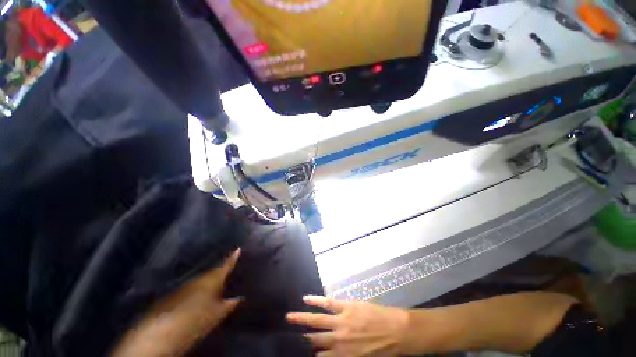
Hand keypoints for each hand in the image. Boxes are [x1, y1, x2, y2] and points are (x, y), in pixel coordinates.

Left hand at [111, 249, 241, 356]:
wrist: (161, 332)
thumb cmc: (195, 320)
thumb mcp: (217, 314)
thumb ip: (229, 304)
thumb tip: (239, 298)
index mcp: (212, 280)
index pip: (225, 266)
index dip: (232, 258)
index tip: (238, 248)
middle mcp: (198, 279)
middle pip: (213, 271)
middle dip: (221, 268)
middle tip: (230, 264)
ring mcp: (185, 285)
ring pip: (202, 278)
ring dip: (210, 277)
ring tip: (218, 277)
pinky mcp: (175, 293)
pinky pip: (192, 286)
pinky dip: (198, 286)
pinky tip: (200, 292)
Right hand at [286, 296, 409, 356]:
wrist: (398, 333)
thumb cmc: (383, 350)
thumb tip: (330, 353)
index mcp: (343, 356)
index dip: (310, 354)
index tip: (299, 351)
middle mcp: (338, 341)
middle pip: (314, 340)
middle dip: (301, 339)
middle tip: (287, 336)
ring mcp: (341, 322)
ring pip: (317, 320)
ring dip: (302, 319)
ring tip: (289, 317)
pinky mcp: (346, 307)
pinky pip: (328, 303)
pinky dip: (316, 301)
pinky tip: (306, 299)